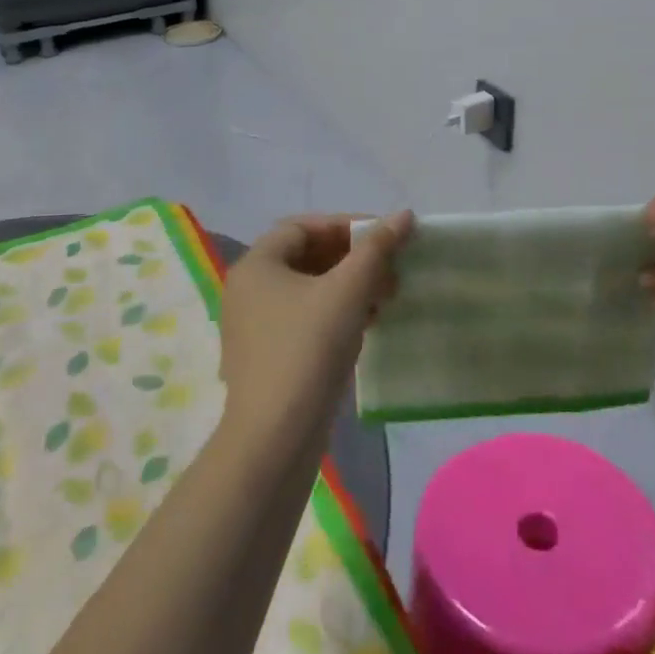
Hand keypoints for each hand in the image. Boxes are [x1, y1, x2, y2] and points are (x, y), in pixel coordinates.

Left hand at [218, 211, 412, 447]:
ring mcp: (257, 326)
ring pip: (310, 289)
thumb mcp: (347, 292)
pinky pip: (307, 318)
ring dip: (350, 286)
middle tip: (392, 268)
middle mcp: (250, 290)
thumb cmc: (308, 350)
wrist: (275, 439)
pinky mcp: (270, 356)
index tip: (384, 236)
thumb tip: (404, 215)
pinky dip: (338, 313)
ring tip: (388, 296)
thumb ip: (376, 249)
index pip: (303, 226)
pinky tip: (370, 324)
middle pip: (307, 257)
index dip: (345, 225)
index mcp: (257, 265)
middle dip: (353, 258)